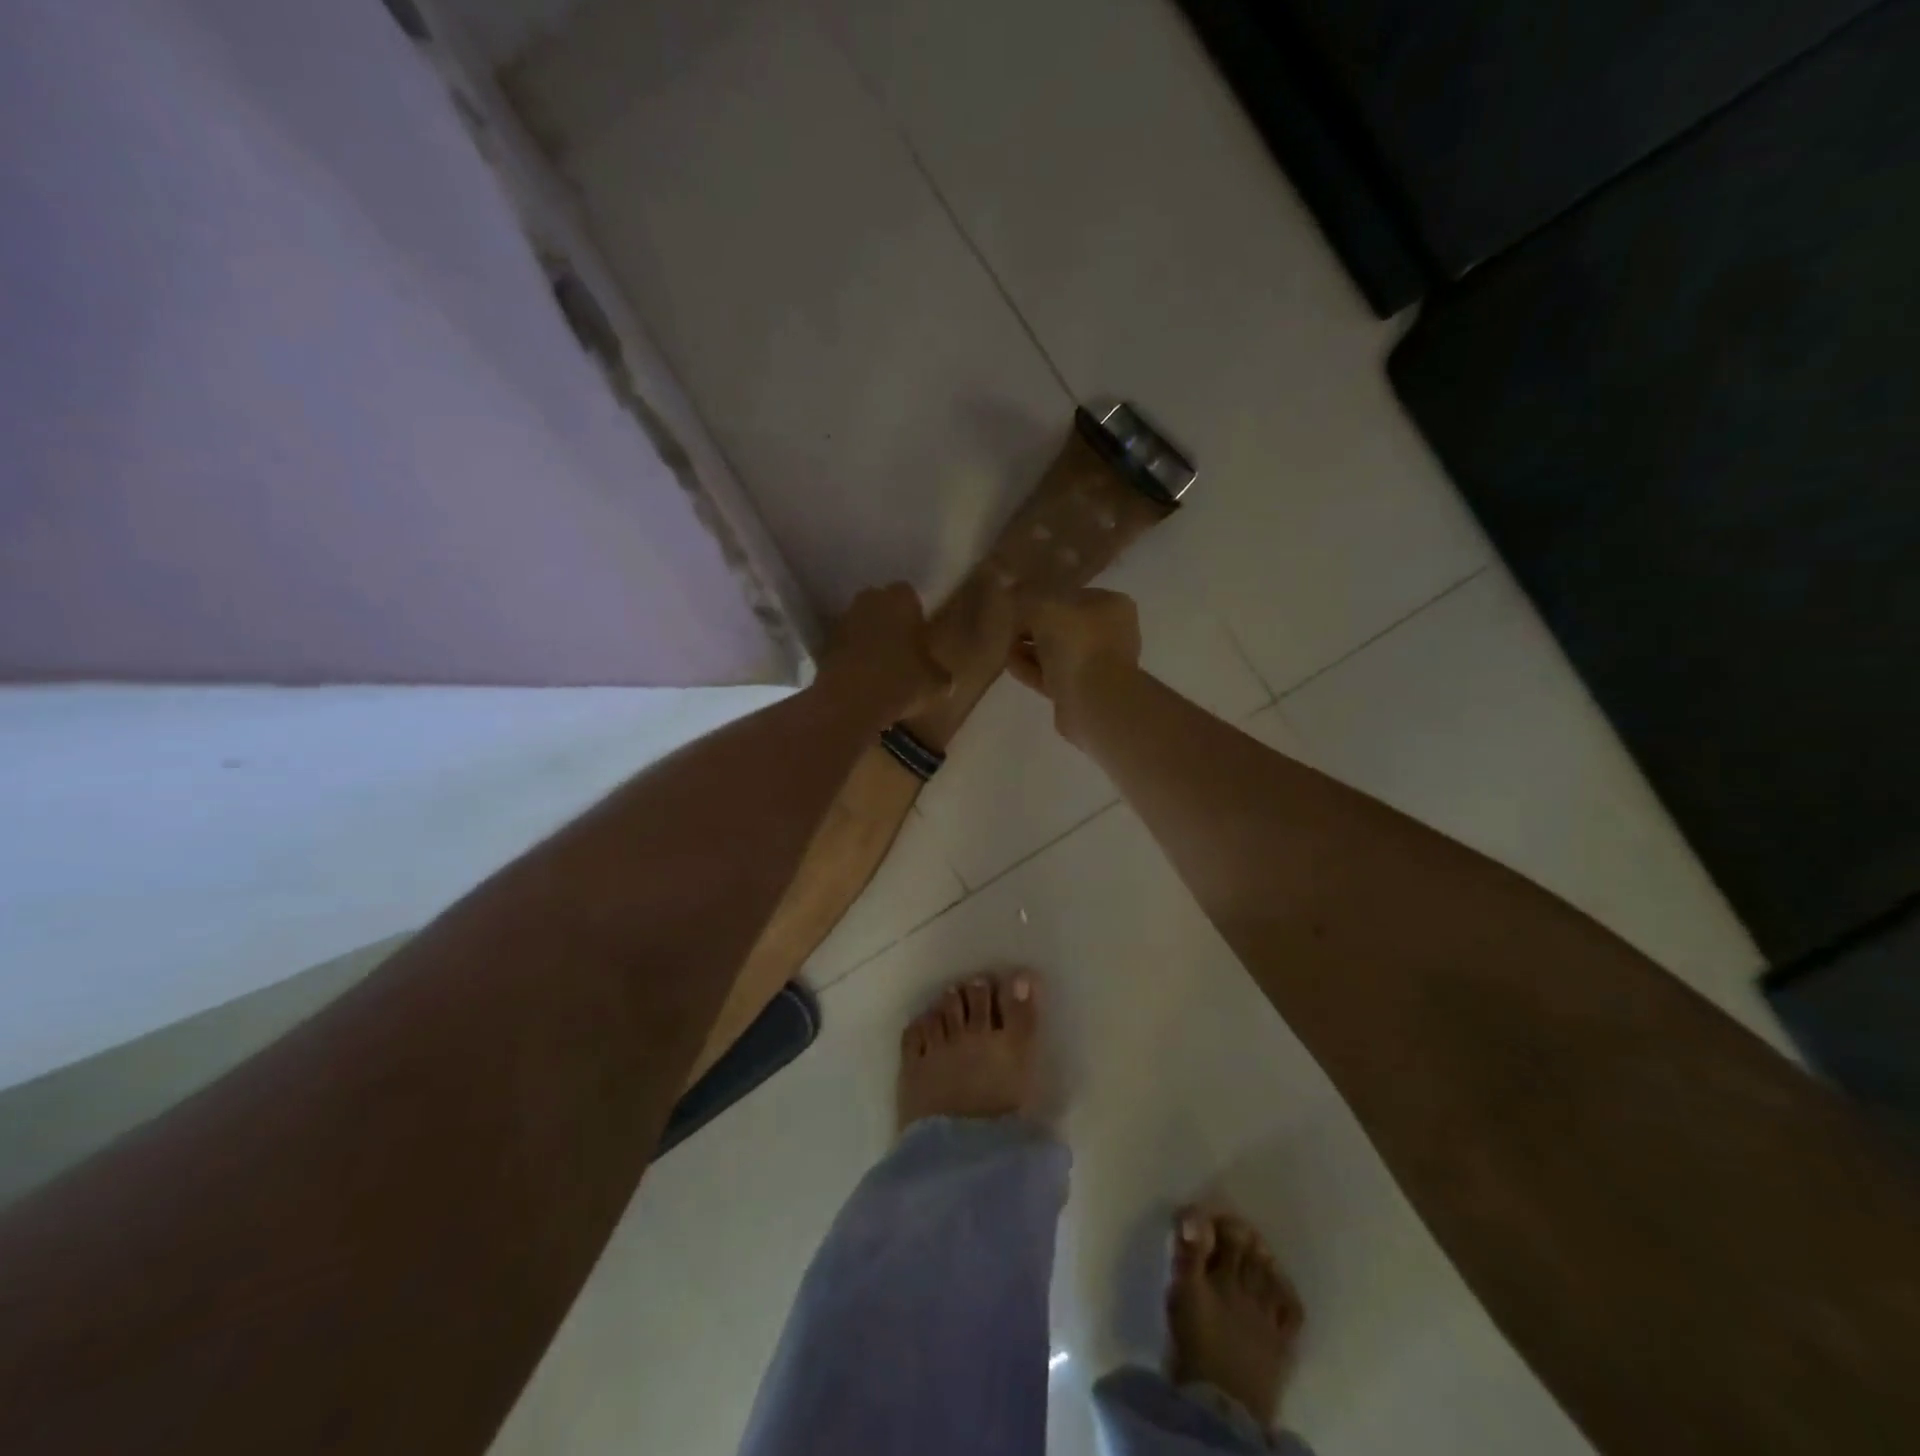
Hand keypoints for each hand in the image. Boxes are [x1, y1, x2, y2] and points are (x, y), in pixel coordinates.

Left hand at [816, 582, 951, 725]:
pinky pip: (845, 645)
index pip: (910, 595)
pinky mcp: (824, 644)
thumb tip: (942, 678)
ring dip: (870, 638)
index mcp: (900, 599)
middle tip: (903, 650)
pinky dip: (853, 656)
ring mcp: (843, 620)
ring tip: (882, 667)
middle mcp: (869, 600)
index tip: (920, 638)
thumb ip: (940, 674)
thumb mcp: (936, 684)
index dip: (916, 615)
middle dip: (891, 622)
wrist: (849, 704)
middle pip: (882, 605)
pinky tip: (863, 679)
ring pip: (862, 623)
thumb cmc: (901, 683)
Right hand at [1007, 587, 1141, 744]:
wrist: (1093, 700)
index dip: (1039, 598)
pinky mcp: (1081, 691)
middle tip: (1005, 628)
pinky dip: (1031, 669)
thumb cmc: (1077, 643)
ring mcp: (1097, 665)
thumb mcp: (1045, 607)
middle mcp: (1109, 633)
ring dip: (1029, 650)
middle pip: (1061, 625)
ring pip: (1055, 652)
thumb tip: (1011, 591)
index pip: (1069, 595)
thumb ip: (1026, 598)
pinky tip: (1009, 665)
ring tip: (1002, 647)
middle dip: (1031, 627)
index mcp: (1111, 605)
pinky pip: (1051, 675)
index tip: (1013, 605)